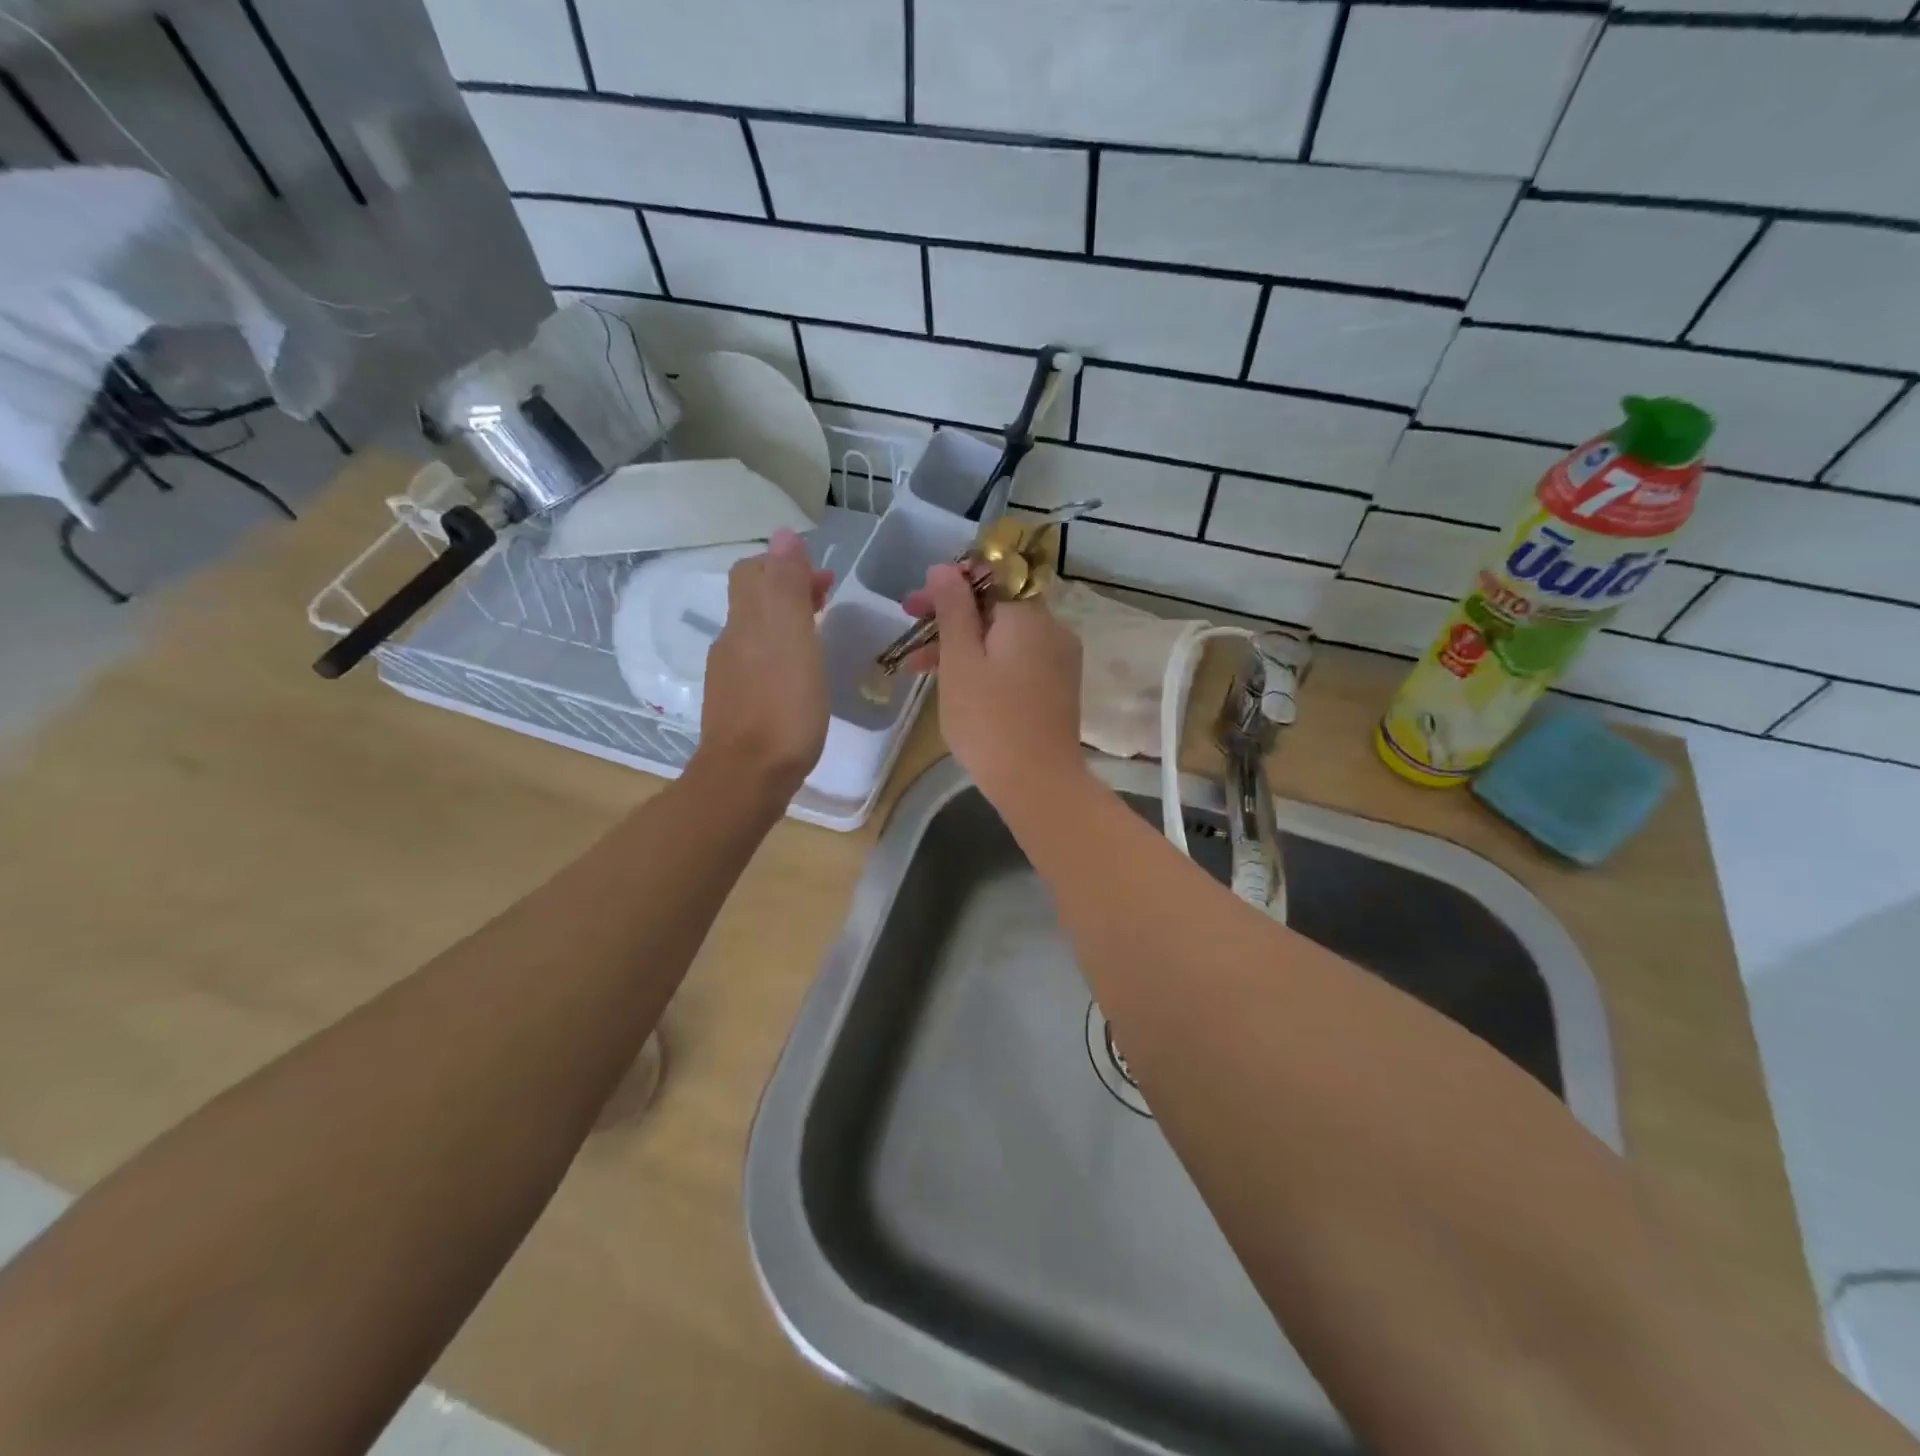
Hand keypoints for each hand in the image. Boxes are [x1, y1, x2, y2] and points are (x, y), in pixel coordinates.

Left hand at [693, 530, 833, 800]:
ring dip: (786, 623)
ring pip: (755, 634)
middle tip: (827, 599)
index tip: (824, 578)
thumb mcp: (792, 639)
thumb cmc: (782, 707)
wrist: (747, 778)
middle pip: (753, 601)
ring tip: (819, 635)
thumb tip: (784, 536)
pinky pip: (757, 665)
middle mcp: (731, 643)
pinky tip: (800, 677)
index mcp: (746, 622)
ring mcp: (729, 678)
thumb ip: (788, 587)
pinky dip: (780, 655)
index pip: (754, 572)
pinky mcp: (736, 707)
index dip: (785, 565)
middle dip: (788, 591)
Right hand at [904, 564, 1084, 806]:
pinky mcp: (1057, 687)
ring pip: (1004, 637)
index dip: (949, 584)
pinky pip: (1017, 660)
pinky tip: (957, 682)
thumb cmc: (989, 720)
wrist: (1038, 783)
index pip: (990, 576)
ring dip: (963, 643)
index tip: (916, 604)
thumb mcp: (960, 661)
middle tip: (910, 627)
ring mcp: (1058, 660)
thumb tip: (944, 568)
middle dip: (951, 616)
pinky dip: (987, 663)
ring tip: (919, 666)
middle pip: (996, 607)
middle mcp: (1051, 629)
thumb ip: (953, 609)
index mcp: (1029, 615)